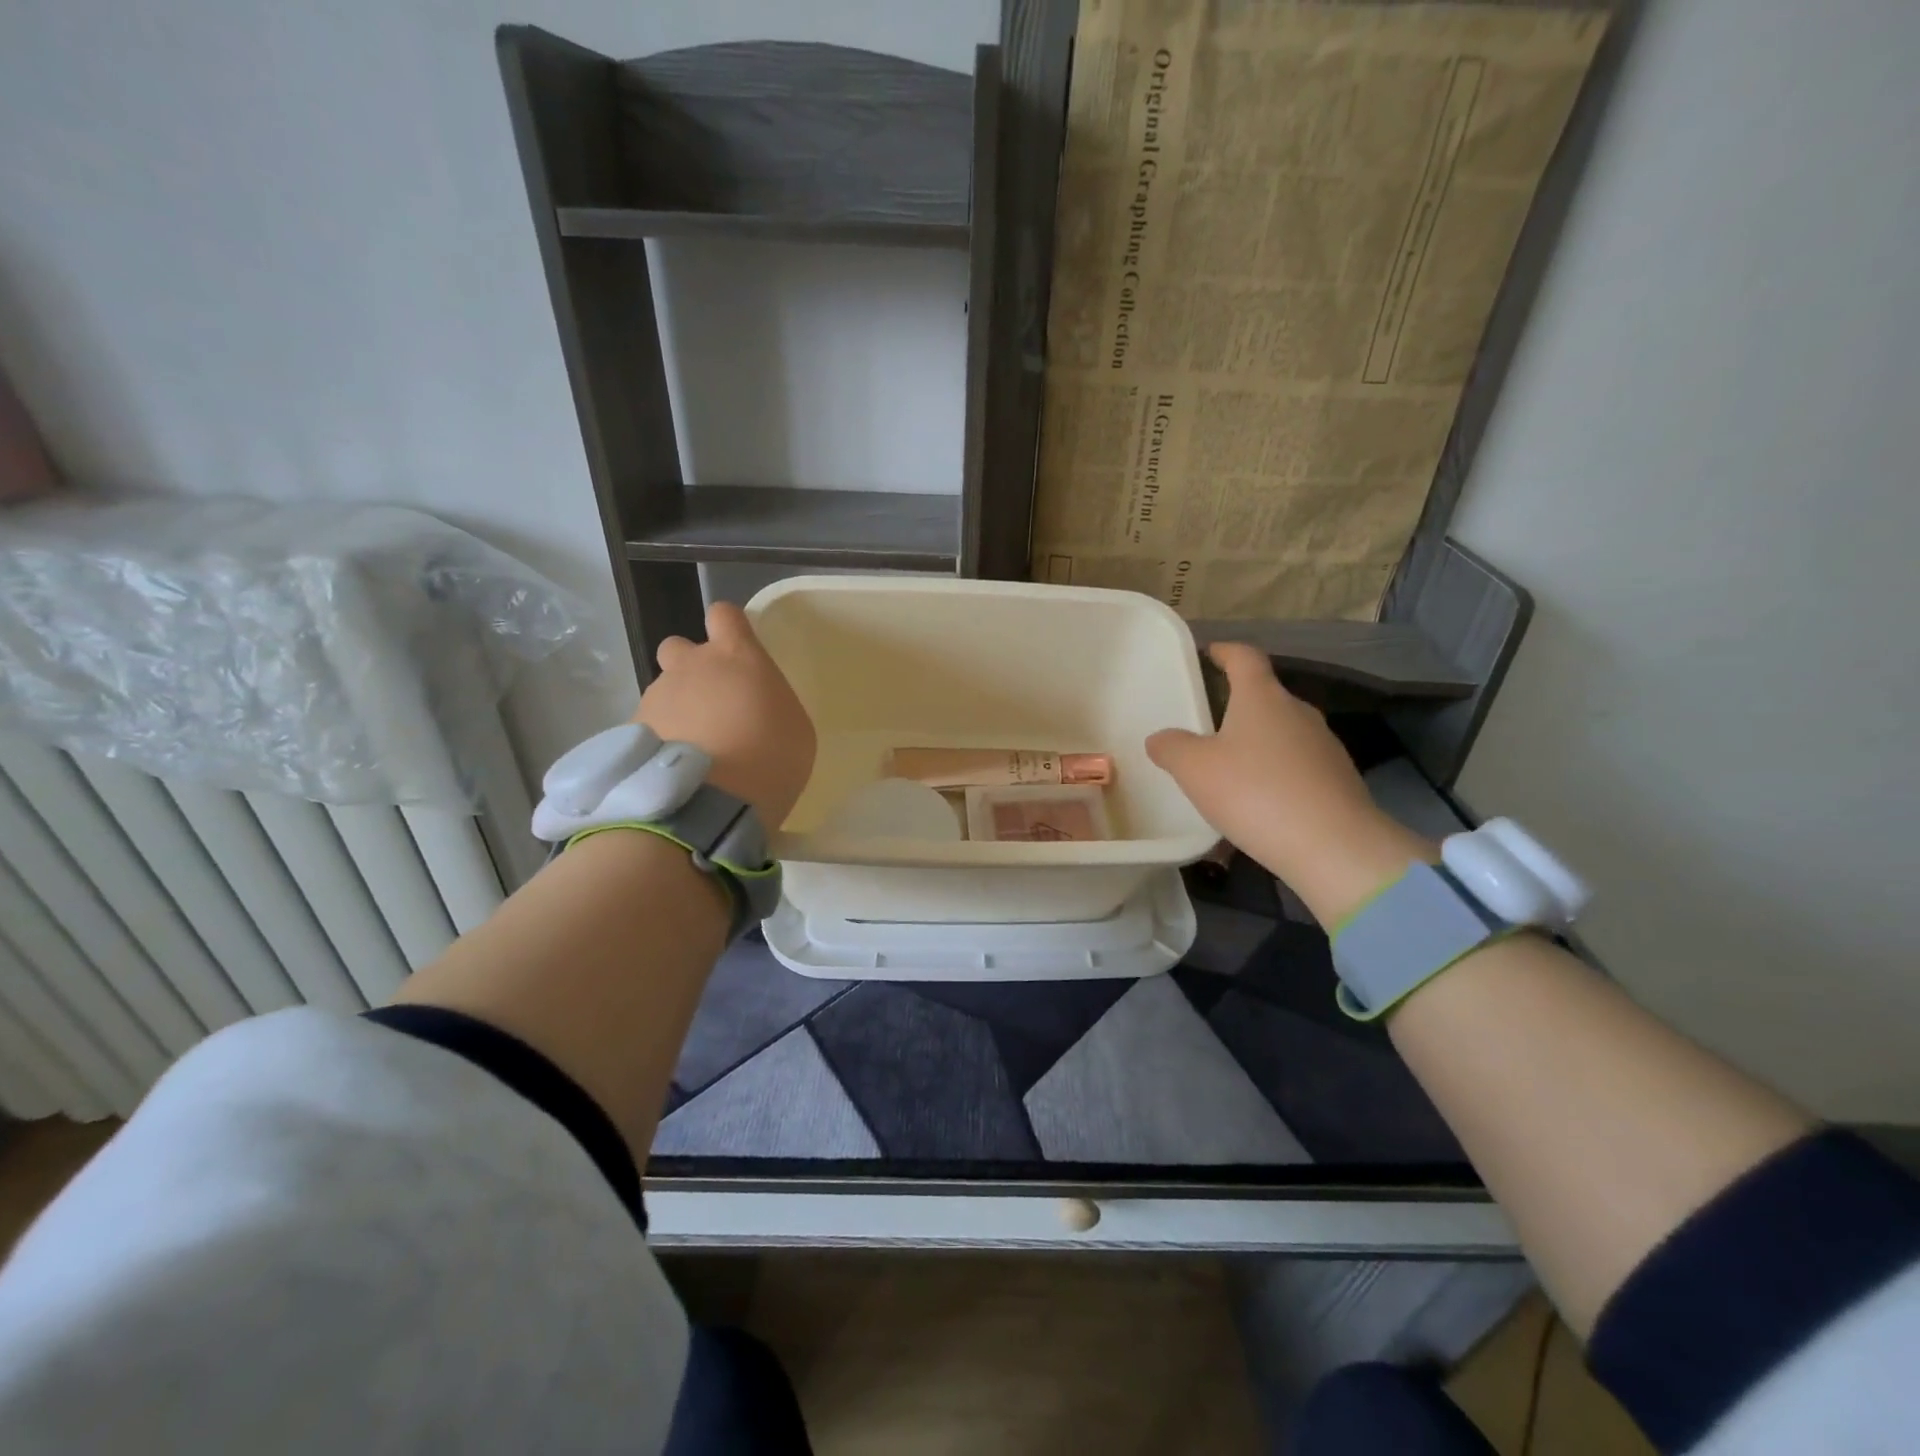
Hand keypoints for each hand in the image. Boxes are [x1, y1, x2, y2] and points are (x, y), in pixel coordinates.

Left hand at [636, 602, 815, 827]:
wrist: (709, 806)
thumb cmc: (770, 761)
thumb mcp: (795, 728)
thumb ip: (769, 702)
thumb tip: (752, 705)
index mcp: (736, 656)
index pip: (724, 614)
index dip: (730, 630)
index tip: (739, 655)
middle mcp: (690, 666)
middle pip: (680, 647)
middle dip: (692, 668)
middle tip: (712, 706)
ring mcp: (656, 697)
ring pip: (663, 690)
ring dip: (677, 709)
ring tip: (693, 751)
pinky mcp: (632, 730)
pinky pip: (648, 725)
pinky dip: (659, 741)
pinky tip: (675, 770)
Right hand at [1146, 643, 1432, 924]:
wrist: (1332, 845)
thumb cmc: (1254, 792)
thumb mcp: (1195, 769)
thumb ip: (1172, 748)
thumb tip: (1161, 738)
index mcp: (1262, 697)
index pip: (1245, 657)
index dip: (1225, 651)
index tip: (1210, 653)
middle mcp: (1297, 712)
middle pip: (1265, 697)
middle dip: (1237, 705)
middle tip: (1208, 724)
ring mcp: (1324, 745)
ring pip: (1282, 734)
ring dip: (1256, 744)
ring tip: (1229, 771)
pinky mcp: (1338, 780)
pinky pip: (1296, 767)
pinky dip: (1274, 775)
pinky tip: (1258, 804)